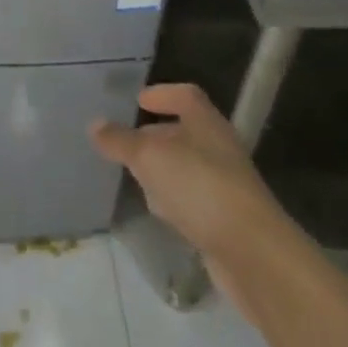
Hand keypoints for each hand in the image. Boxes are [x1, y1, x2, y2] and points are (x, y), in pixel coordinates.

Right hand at [90, 83, 291, 305]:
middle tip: (126, 143)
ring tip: (135, 177)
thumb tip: (95, 124)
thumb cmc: (200, 187)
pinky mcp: (225, 218)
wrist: (252, 252)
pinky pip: (193, 199)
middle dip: (156, 134)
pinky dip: (174, 200)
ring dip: (163, 169)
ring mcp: (225, 185)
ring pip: (187, 167)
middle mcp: (219, 148)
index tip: (137, 101)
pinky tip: (159, 212)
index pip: (185, 96)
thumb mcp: (150, 157)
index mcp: (206, 123)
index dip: (162, 94)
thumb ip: (121, 140)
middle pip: (185, 131)